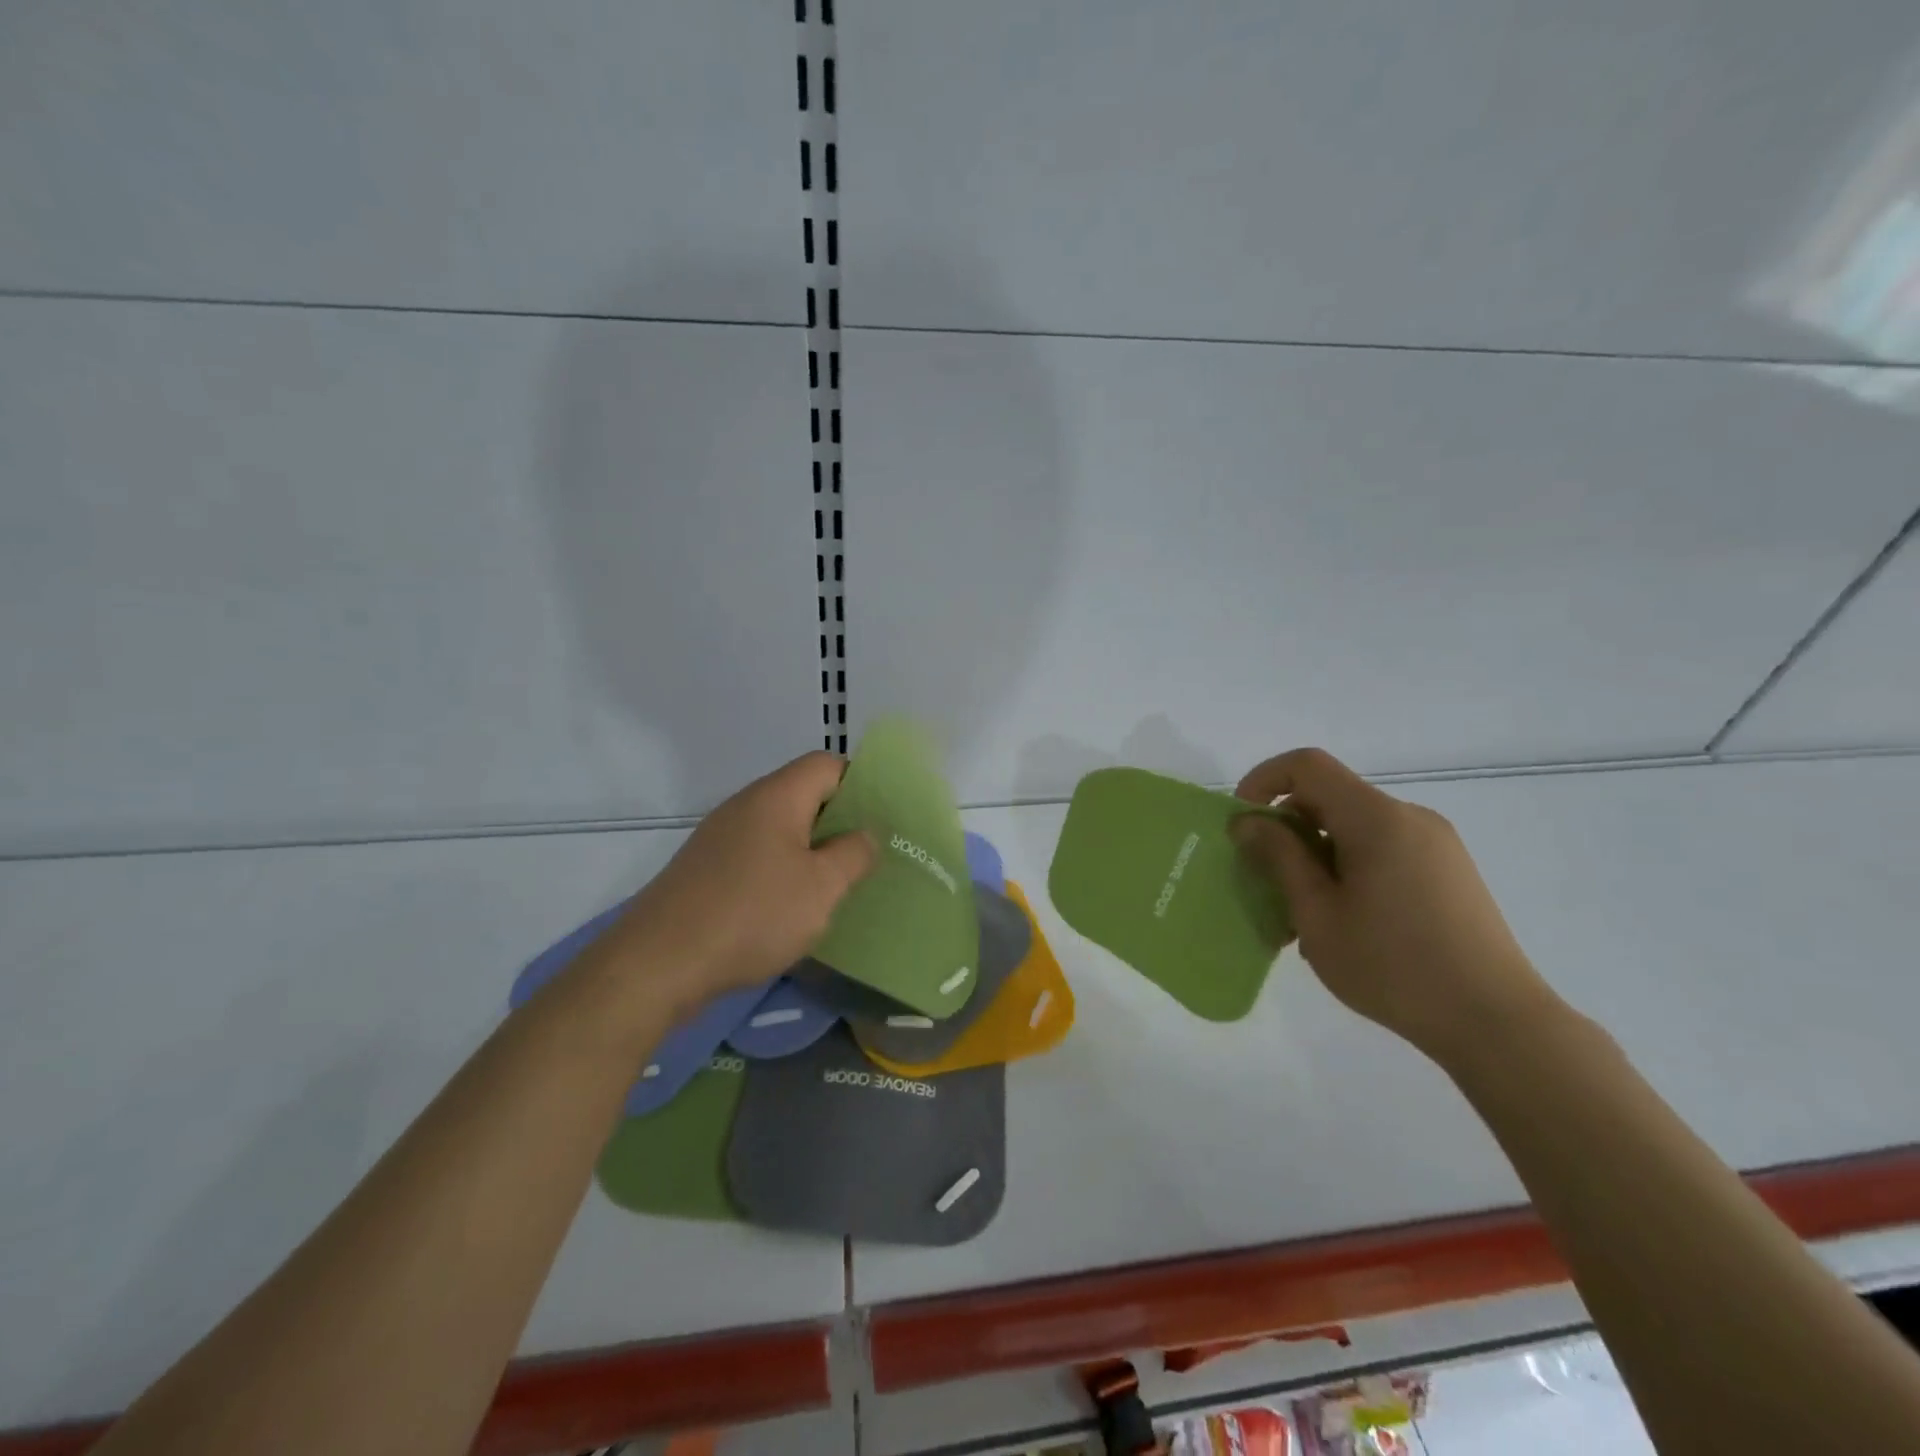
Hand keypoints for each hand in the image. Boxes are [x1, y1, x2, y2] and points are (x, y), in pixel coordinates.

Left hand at [589, 752, 875, 1020]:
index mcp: (777, 797)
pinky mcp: (704, 867)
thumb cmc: (753, 915)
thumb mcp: (821, 888)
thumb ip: (853, 854)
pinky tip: (789, 906)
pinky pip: (756, 853)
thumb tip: (867, 833)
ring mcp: (720, 836)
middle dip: (838, 821)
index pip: (827, 764)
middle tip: (866, 855)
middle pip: (803, 794)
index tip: (881, 819)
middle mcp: (745, 805)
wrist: (658, 963)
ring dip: (810, 848)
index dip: (860, 783)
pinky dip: (780, 869)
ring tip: (834, 883)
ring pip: (779, 827)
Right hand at [1231, 747, 1558, 1063]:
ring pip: (1355, 826)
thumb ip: (1280, 858)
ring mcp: (1436, 843)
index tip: (1243, 823)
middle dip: (1288, 827)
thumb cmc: (1393, 967)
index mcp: (1377, 819)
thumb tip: (1248, 821)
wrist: (1497, 1023)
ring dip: (1317, 853)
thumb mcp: (1318, 915)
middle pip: (1331, 796)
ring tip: (1306, 912)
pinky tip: (1347, 919)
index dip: (1264, 780)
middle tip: (1268, 880)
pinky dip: (1349, 866)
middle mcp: (1410, 817)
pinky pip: (1383, 847)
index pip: (1308, 765)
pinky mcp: (1450, 870)